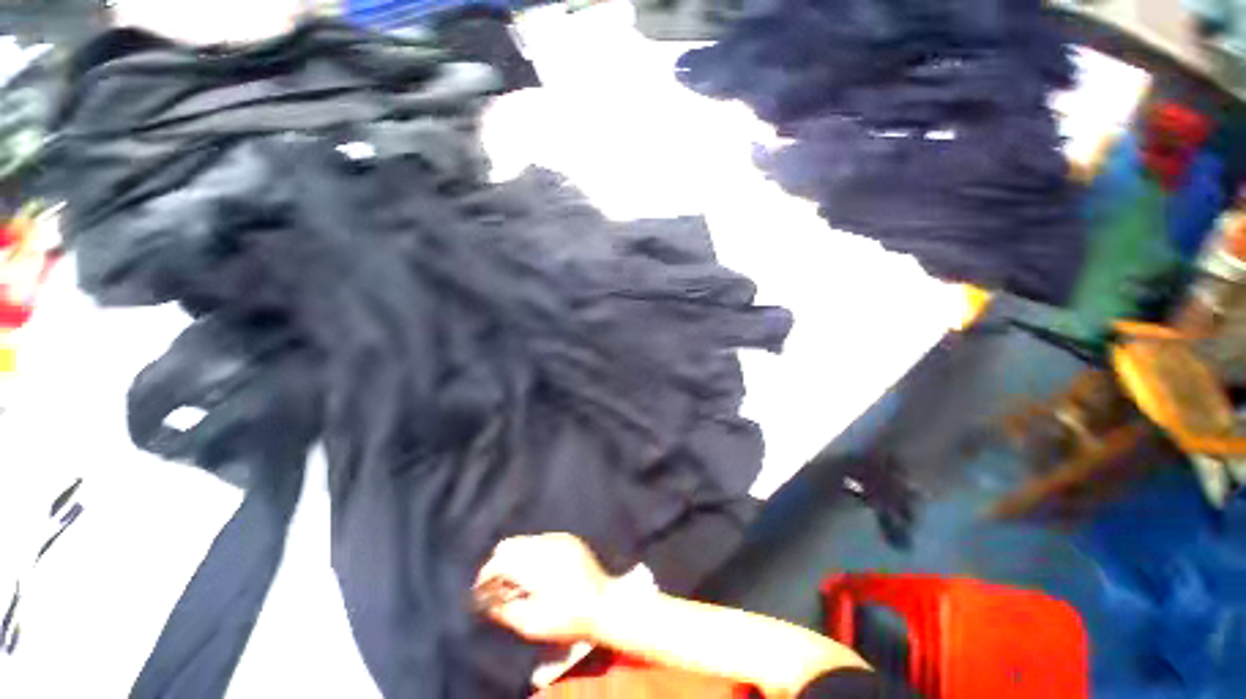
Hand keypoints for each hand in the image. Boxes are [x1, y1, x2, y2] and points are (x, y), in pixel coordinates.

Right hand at [475, 533, 612, 643]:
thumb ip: (505, 611)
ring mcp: (559, 539)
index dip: (486, 575)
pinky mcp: (569, 539)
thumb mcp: (532, 625)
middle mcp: (545, 545)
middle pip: (509, 545)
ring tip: (518, 582)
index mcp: (535, 564)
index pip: (499, 561)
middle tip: (498, 586)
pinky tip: (538, 573)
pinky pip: (541, 540)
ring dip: (515, 558)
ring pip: (525, 540)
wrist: (605, 603)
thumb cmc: (568, 619)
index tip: (481, 589)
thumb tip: (486, 602)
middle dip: (499, 564)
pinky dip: (532, 553)